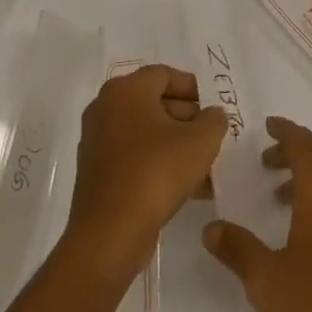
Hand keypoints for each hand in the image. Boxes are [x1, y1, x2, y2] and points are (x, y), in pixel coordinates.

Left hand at [66, 65, 225, 276]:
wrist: (110, 235)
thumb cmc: (156, 173)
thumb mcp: (201, 141)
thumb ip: (214, 120)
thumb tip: (212, 115)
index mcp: (125, 90)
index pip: (165, 75)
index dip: (193, 89)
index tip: (212, 108)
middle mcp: (105, 109)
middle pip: (154, 102)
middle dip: (187, 118)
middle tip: (210, 136)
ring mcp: (97, 142)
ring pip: (146, 133)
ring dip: (176, 144)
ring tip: (204, 165)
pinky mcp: (96, 174)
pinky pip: (134, 157)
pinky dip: (158, 163)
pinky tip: (186, 186)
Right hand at [202, 117, 311, 311]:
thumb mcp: (268, 278)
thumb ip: (237, 250)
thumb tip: (211, 228)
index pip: (301, 141)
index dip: (283, 130)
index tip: (266, 125)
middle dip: (292, 149)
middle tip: (265, 158)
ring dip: (305, 170)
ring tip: (276, 193)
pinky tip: (303, 222)